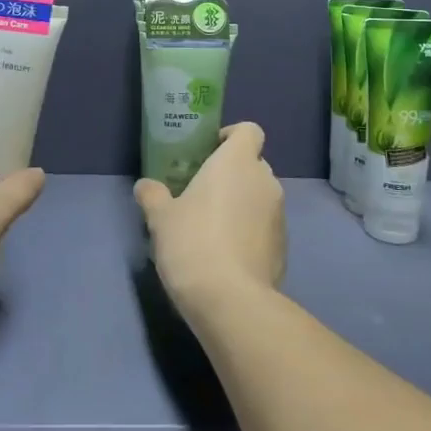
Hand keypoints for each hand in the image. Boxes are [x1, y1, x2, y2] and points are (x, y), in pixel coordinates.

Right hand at [133, 122, 284, 320]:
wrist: (231, 301)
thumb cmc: (192, 243)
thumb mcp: (161, 217)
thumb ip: (153, 195)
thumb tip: (145, 186)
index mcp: (237, 162)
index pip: (249, 130)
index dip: (231, 137)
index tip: (209, 152)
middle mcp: (265, 181)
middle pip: (254, 163)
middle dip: (233, 173)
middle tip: (203, 192)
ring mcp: (279, 215)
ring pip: (260, 196)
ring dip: (242, 203)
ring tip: (213, 227)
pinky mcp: (284, 247)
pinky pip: (266, 227)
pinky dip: (251, 232)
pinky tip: (227, 255)